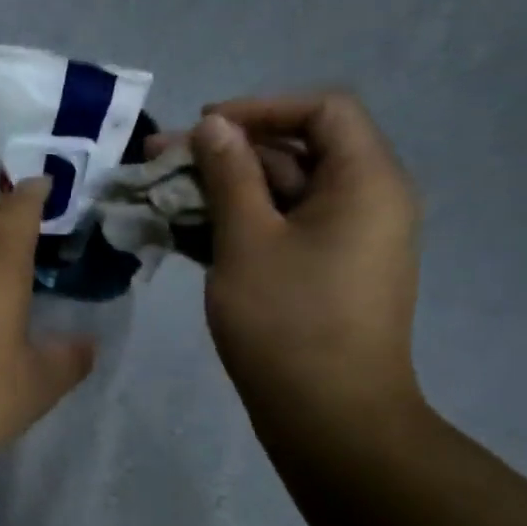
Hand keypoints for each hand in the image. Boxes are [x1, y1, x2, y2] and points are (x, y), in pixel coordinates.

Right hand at [179, 92, 422, 426]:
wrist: (328, 417)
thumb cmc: (288, 321)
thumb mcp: (247, 240)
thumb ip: (229, 175)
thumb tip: (213, 125)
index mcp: (365, 181)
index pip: (322, 109)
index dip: (259, 108)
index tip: (203, 128)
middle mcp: (366, 201)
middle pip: (296, 151)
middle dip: (226, 153)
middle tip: (161, 163)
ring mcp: (345, 240)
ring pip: (281, 194)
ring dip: (222, 192)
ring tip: (161, 200)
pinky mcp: (324, 272)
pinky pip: (281, 230)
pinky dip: (237, 225)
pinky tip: (184, 233)